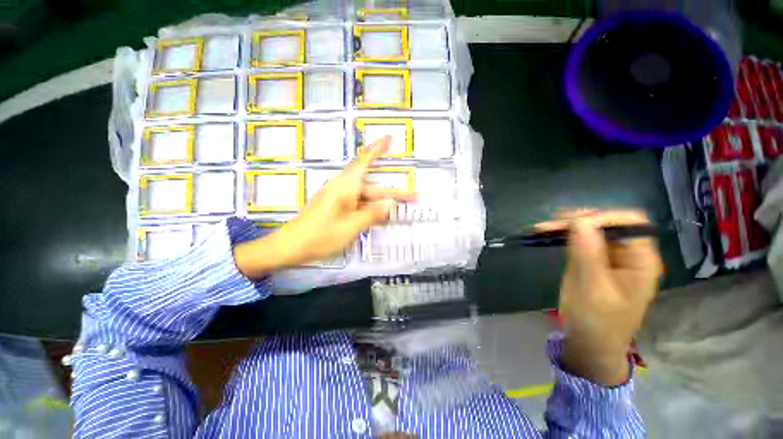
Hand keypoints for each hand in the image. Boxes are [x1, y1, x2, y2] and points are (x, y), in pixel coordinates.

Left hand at [234, 137, 416, 277]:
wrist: (290, 245)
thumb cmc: (320, 235)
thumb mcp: (351, 226)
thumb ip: (372, 215)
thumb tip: (389, 205)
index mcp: (345, 186)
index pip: (364, 161)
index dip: (378, 149)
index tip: (391, 139)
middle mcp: (343, 188)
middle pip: (372, 187)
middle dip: (393, 192)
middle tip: (414, 196)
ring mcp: (339, 199)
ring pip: (366, 198)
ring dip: (382, 203)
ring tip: (399, 210)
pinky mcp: (336, 208)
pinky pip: (357, 205)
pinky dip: (370, 210)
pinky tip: (380, 219)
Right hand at [537, 209, 662, 385]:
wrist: (589, 342)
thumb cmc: (598, 321)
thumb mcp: (593, 290)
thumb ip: (588, 254)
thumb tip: (579, 221)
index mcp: (640, 260)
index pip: (630, 223)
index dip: (603, 217)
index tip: (573, 223)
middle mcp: (627, 253)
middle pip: (607, 223)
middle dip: (579, 220)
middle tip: (550, 224)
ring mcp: (608, 256)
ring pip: (590, 229)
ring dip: (567, 226)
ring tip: (543, 228)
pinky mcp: (590, 260)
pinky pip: (579, 240)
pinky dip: (563, 234)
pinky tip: (547, 233)